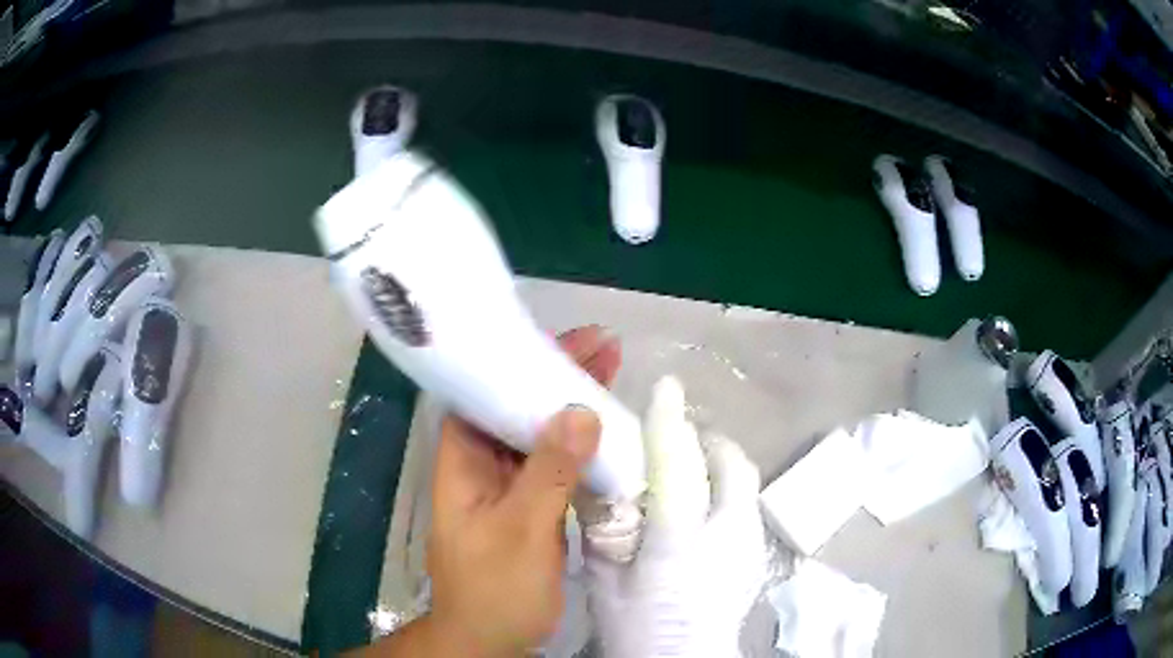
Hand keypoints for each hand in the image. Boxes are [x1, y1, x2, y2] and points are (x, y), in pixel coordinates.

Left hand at [366, 326, 620, 656]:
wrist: (491, 638)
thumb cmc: (494, 588)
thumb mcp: (520, 531)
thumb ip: (548, 473)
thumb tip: (581, 410)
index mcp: (462, 461)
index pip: (484, 393)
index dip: (520, 361)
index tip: (568, 342)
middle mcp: (482, 464)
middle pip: (516, 406)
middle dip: (556, 375)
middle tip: (605, 347)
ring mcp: (508, 485)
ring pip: (539, 432)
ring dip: (572, 405)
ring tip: (612, 370)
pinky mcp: (531, 503)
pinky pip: (556, 462)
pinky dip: (581, 444)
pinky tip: (609, 429)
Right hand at [584, 376, 767, 657]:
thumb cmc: (639, 629)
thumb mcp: (605, 581)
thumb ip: (603, 530)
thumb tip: (595, 481)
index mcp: (681, 541)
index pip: (678, 466)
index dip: (670, 422)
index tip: (667, 388)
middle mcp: (727, 535)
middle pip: (731, 465)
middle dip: (707, 441)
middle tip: (679, 438)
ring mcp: (749, 546)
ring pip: (745, 483)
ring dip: (720, 466)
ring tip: (691, 472)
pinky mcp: (756, 557)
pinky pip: (746, 507)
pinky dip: (728, 493)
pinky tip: (704, 514)